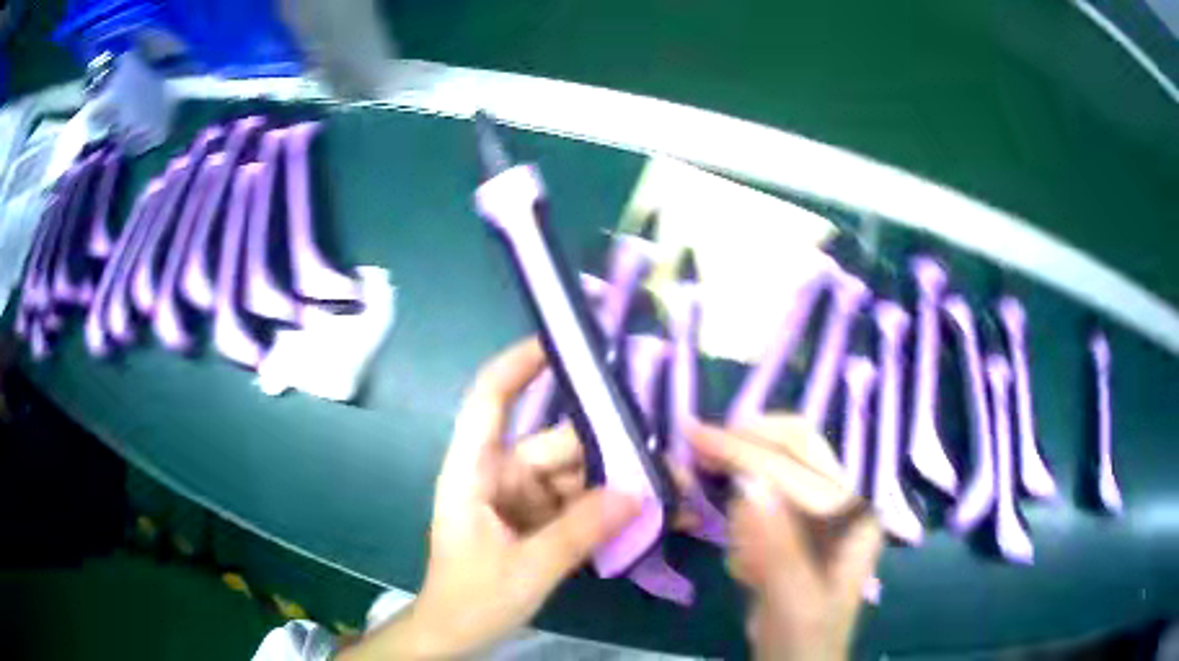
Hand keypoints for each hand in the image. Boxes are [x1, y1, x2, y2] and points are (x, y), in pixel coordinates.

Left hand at [340, 338, 639, 659]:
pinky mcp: (539, 520)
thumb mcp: (526, 569)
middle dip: (613, 451)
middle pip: (559, 444)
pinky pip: (581, 504)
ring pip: (578, 475)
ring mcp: (522, 498)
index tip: (564, 340)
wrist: (455, 635)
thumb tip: (639, 492)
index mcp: (474, 471)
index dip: (520, 363)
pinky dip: (612, 510)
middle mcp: (500, 474)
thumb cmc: (471, 599)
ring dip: (622, 484)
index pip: (489, 399)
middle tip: (669, 464)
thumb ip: (579, 531)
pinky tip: (652, 517)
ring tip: (675, 495)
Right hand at [690, 415, 881, 660]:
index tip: (696, 438)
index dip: (746, 451)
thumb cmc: (805, 637)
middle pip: (798, 447)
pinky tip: (729, 528)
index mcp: (855, 517)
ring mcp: (822, 512)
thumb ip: (778, 546)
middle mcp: (844, 502)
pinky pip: (767, 492)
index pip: (799, 469)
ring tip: (705, 471)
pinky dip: (740, 494)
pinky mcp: (797, 525)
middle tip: (696, 441)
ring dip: (741, 461)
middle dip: (747, 441)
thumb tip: (748, 483)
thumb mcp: (793, 601)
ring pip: (780, 463)